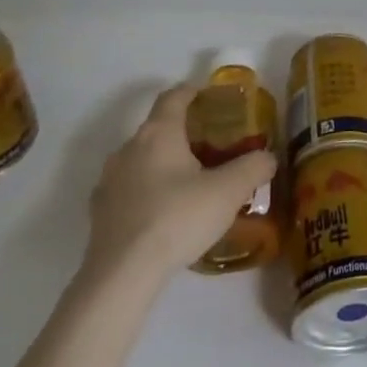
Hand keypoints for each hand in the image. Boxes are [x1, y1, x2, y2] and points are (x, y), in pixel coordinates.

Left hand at [80, 86, 278, 287]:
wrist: (122, 275)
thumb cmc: (178, 218)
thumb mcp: (228, 191)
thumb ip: (253, 167)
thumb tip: (268, 157)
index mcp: (159, 133)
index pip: (173, 97)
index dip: (193, 91)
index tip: (210, 96)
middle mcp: (128, 148)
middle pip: (157, 128)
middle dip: (183, 132)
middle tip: (211, 146)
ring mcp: (109, 181)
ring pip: (141, 159)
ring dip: (163, 163)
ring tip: (189, 183)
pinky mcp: (99, 213)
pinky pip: (129, 189)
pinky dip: (147, 191)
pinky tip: (165, 213)